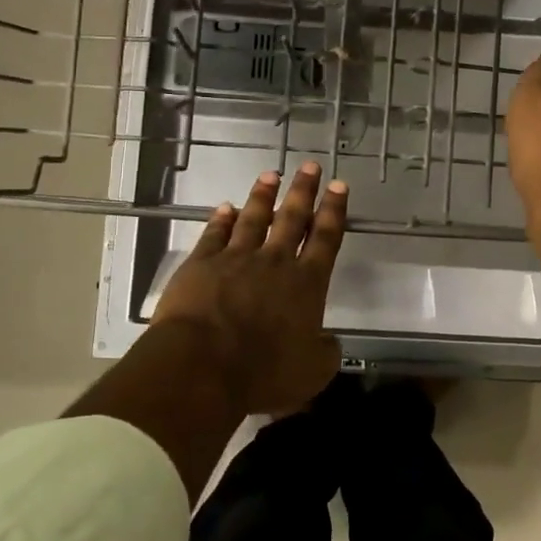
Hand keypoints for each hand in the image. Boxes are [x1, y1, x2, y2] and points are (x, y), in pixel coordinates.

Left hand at [151, 163, 348, 415]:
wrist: (202, 366)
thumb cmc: (263, 372)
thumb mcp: (312, 373)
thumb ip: (325, 353)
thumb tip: (328, 342)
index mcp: (307, 284)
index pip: (326, 238)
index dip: (334, 211)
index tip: (339, 186)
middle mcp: (275, 262)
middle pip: (292, 218)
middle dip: (303, 191)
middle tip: (310, 166)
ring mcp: (236, 259)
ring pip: (254, 219)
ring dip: (263, 196)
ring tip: (271, 175)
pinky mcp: (201, 265)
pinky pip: (214, 235)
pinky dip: (221, 220)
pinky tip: (225, 207)